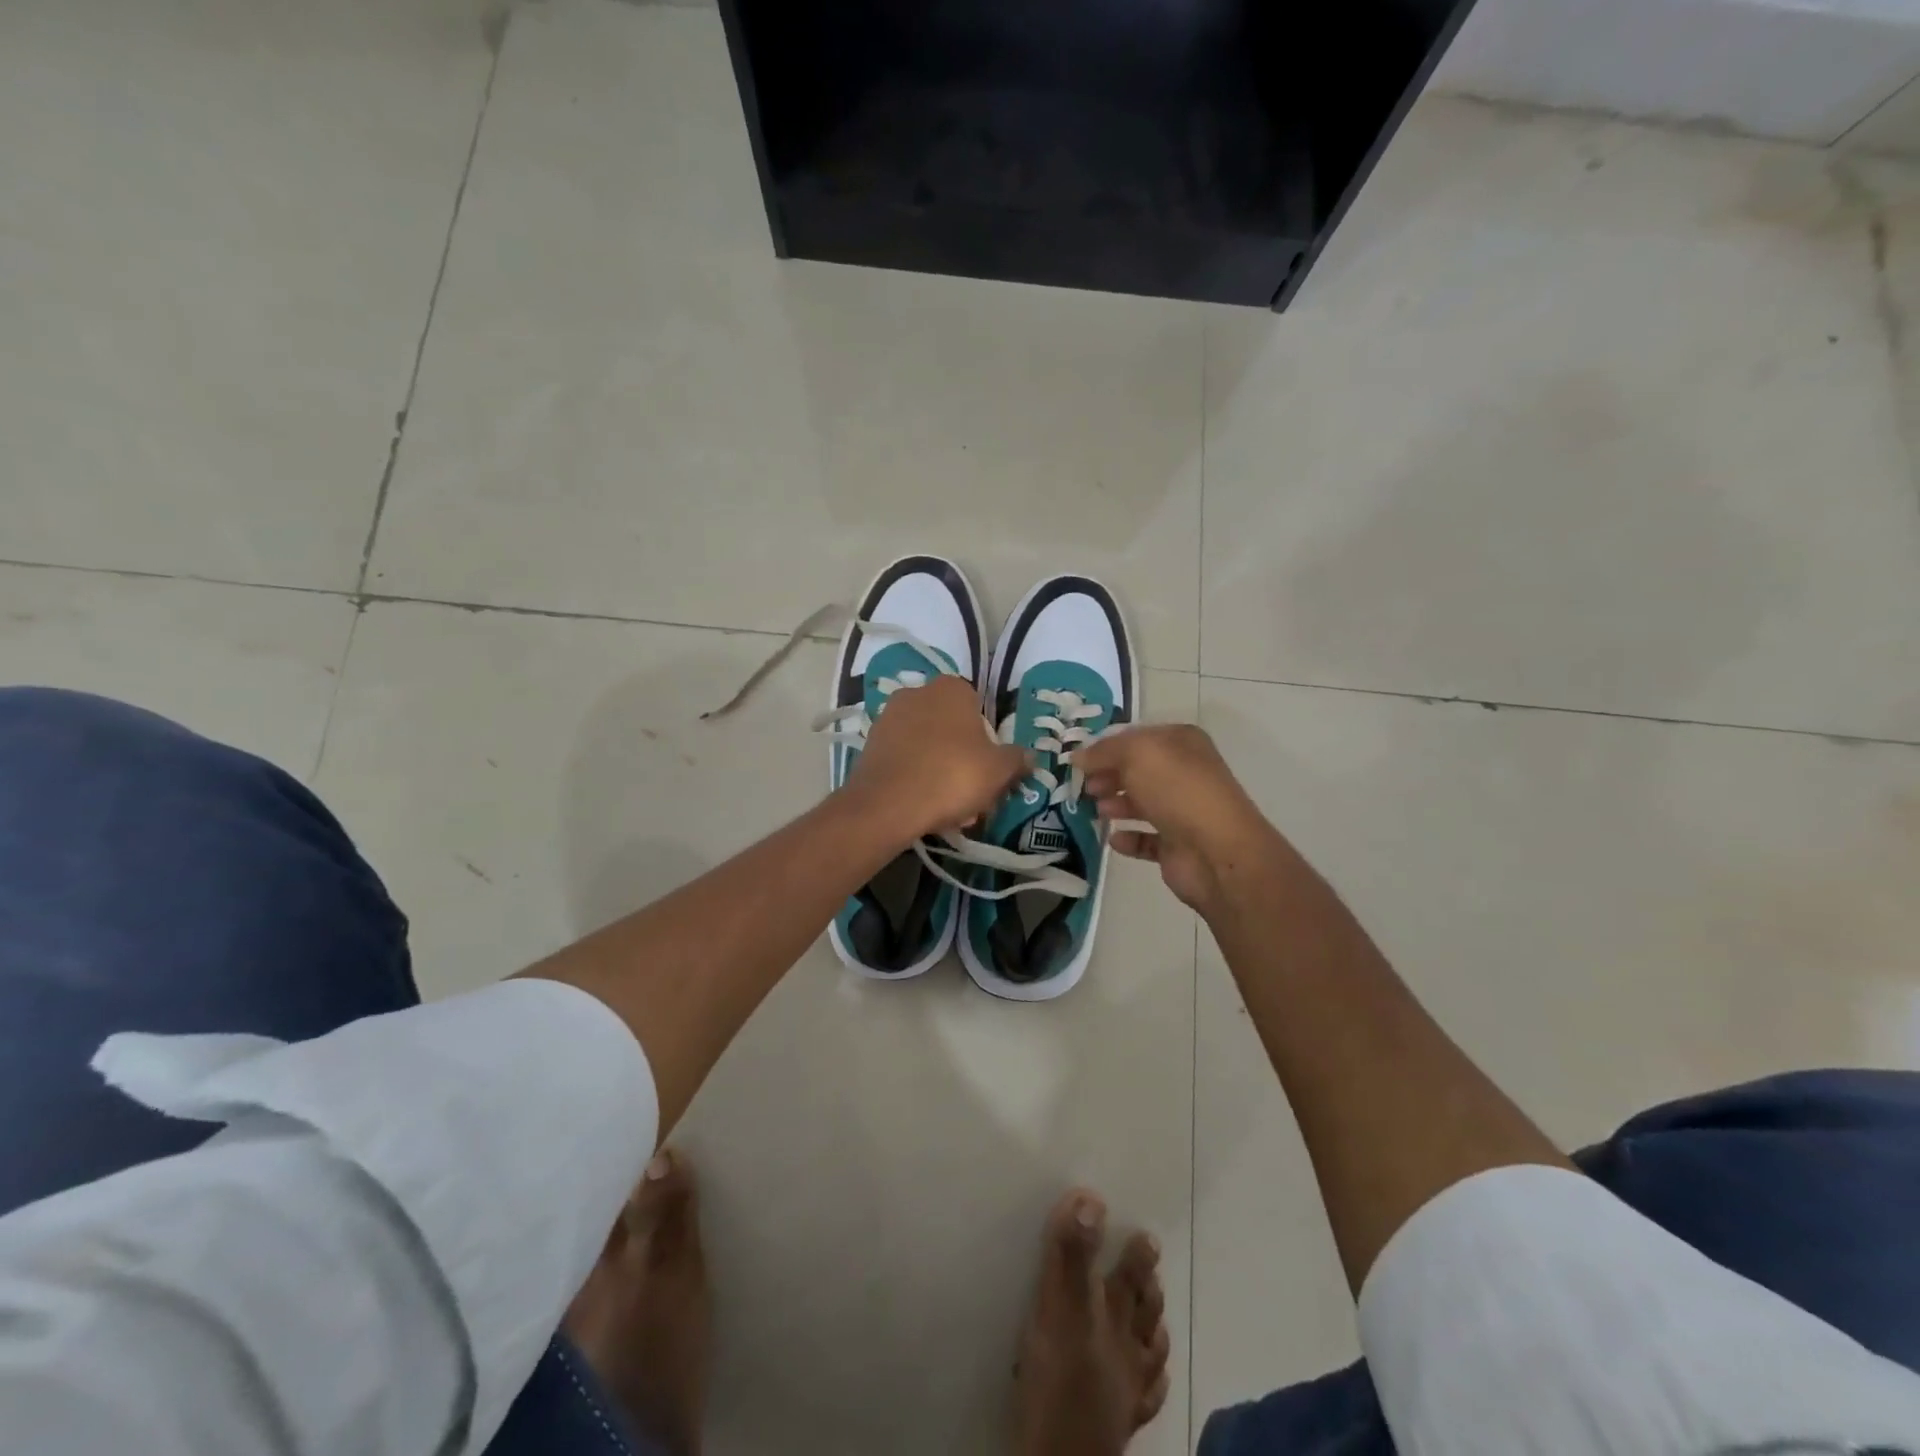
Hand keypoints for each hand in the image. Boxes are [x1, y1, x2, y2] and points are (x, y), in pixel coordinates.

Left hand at [844, 675, 1028, 842]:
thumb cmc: (953, 775)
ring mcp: (888, 718)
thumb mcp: (998, 770)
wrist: (889, 804)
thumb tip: (1028, 757)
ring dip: (939, 769)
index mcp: (951, 689)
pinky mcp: (869, 745)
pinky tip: (923, 805)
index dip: (987, 739)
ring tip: (949, 807)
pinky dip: (915, 776)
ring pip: (926, 745)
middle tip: (972, 791)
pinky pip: (903, 759)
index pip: (977, 707)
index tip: (989, 768)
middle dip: (962, 756)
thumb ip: (1017, 759)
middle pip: (950, 727)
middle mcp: (916, 693)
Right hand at [1078, 725, 1283, 914]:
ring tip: (1097, 811)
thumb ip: (1103, 752)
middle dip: (1108, 776)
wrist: (1216, 851)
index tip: (1078, 761)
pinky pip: (1146, 838)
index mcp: (1181, 743)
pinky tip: (1114, 839)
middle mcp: (1185, 773)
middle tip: (1084, 787)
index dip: (1106, 747)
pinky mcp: (1177, 845)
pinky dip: (1128, 838)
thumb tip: (1078, 757)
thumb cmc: (1178, 790)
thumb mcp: (1136, 754)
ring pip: (1141, 803)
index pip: (1137, 738)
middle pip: (1137, 771)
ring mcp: (1183, 810)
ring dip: (1116, 804)